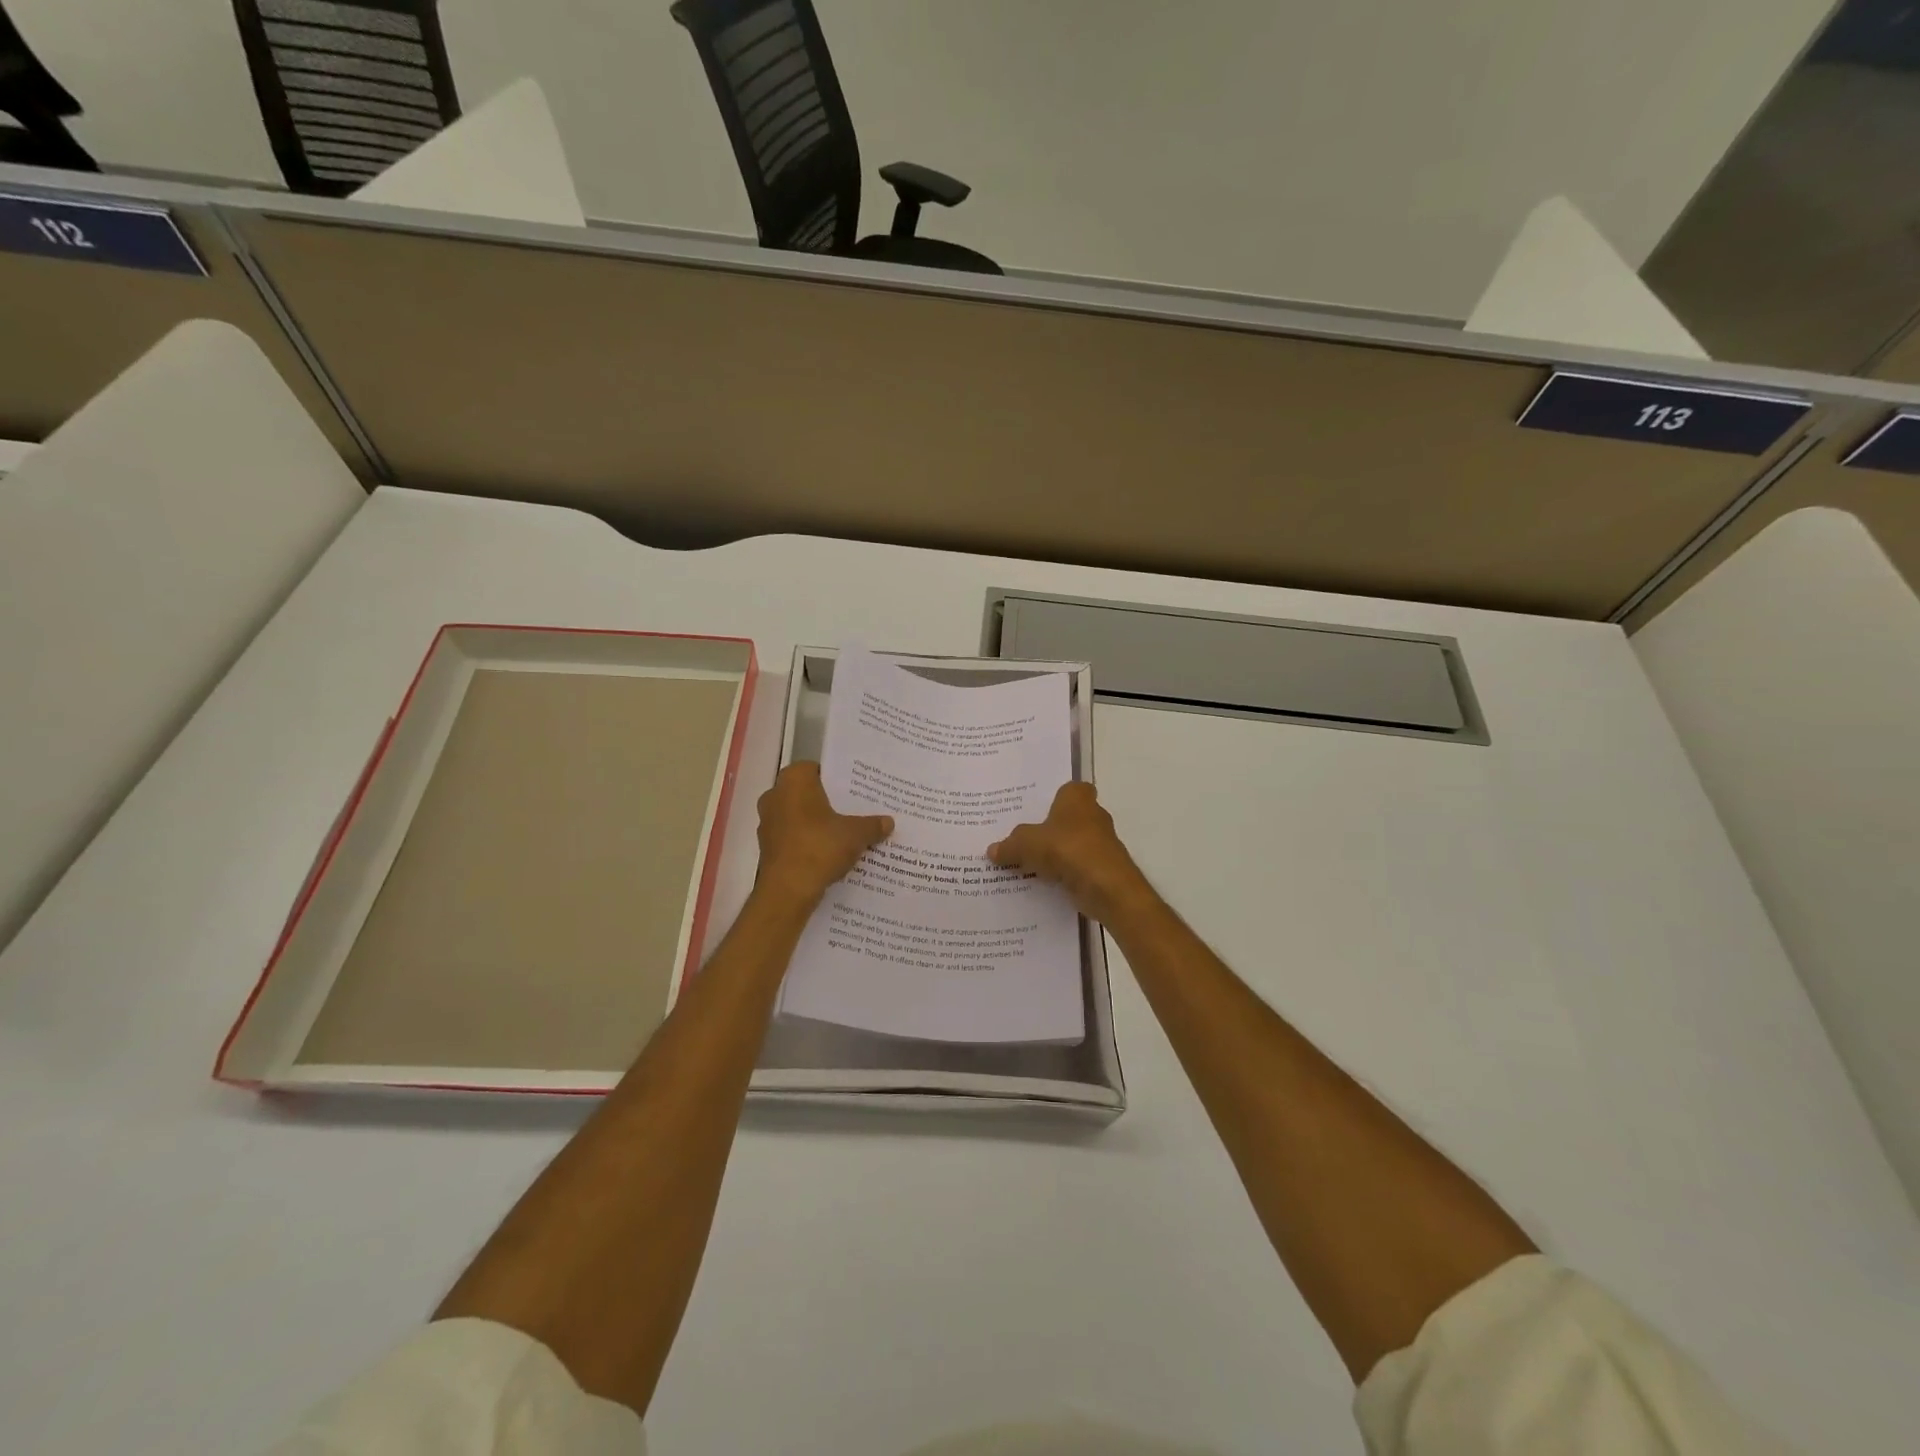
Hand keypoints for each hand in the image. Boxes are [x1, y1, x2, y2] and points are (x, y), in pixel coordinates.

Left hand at [754, 762, 892, 908]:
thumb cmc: (819, 847)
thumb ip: (872, 825)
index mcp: (793, 780)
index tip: (855, 791)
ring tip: (846, 834)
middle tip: (855, 811)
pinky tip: (830, 853)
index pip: (817, 769)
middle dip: (829, 803)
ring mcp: (767, 822)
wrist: (787, 890)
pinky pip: (794, 837)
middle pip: (808, 794)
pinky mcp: (768, 847)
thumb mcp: (856, 834)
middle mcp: (775, 795)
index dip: (837, 779)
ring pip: (800, 816)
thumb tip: (888, 822)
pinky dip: (808, 842)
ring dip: (818, 824)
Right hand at [988, 782, 1151, 922]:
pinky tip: (1042, 882)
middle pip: (1067, 818)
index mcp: (1077, 798)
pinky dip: (1063, 873)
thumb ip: (1009, 845)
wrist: (1106, 887)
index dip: (1052, 797)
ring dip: (1055, 853)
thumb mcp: (1026, 844)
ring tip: (1025, 861)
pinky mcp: (1103, 868)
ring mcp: (1101, 843)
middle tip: (1020, 837)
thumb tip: (992, 850)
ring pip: (1072, 843)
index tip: (1032, 809)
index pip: (1067, 789)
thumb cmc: (1067, 849)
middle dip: (1048, 827)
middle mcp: (1093, 815)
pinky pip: (1076, 866)